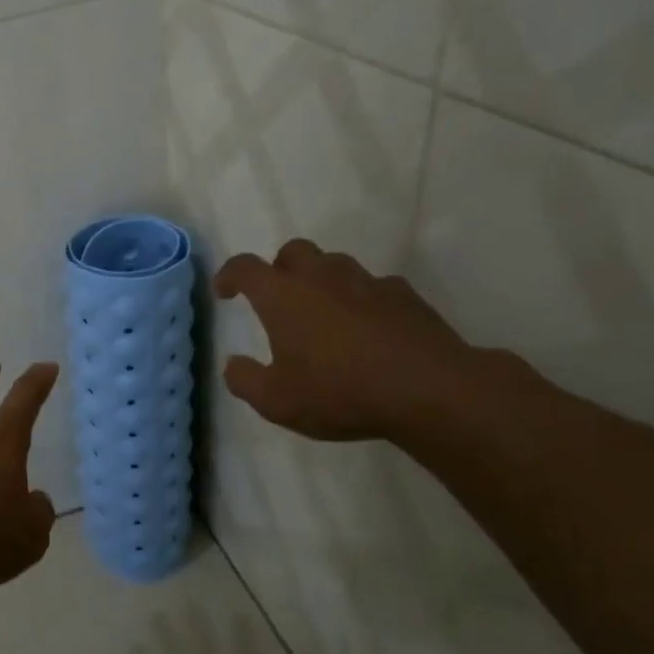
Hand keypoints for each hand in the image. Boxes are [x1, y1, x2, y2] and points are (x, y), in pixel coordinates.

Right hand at [213, 240, 474, 440]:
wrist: (429, 391)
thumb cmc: (340, 392)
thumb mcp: (276, 401)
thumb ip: (245, 380)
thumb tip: (233, 364)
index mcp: (282, 296)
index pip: (245, 267)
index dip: (229, 275)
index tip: (224, 291)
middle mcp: (321, 278)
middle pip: (293, 251)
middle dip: (279, 269)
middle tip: (278, 298)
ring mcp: (367, 282)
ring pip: (335, 264)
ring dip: (321, 279)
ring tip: (323, 312)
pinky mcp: (405, 296)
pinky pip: (374, 286)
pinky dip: (362, 299)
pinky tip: (367, 328)